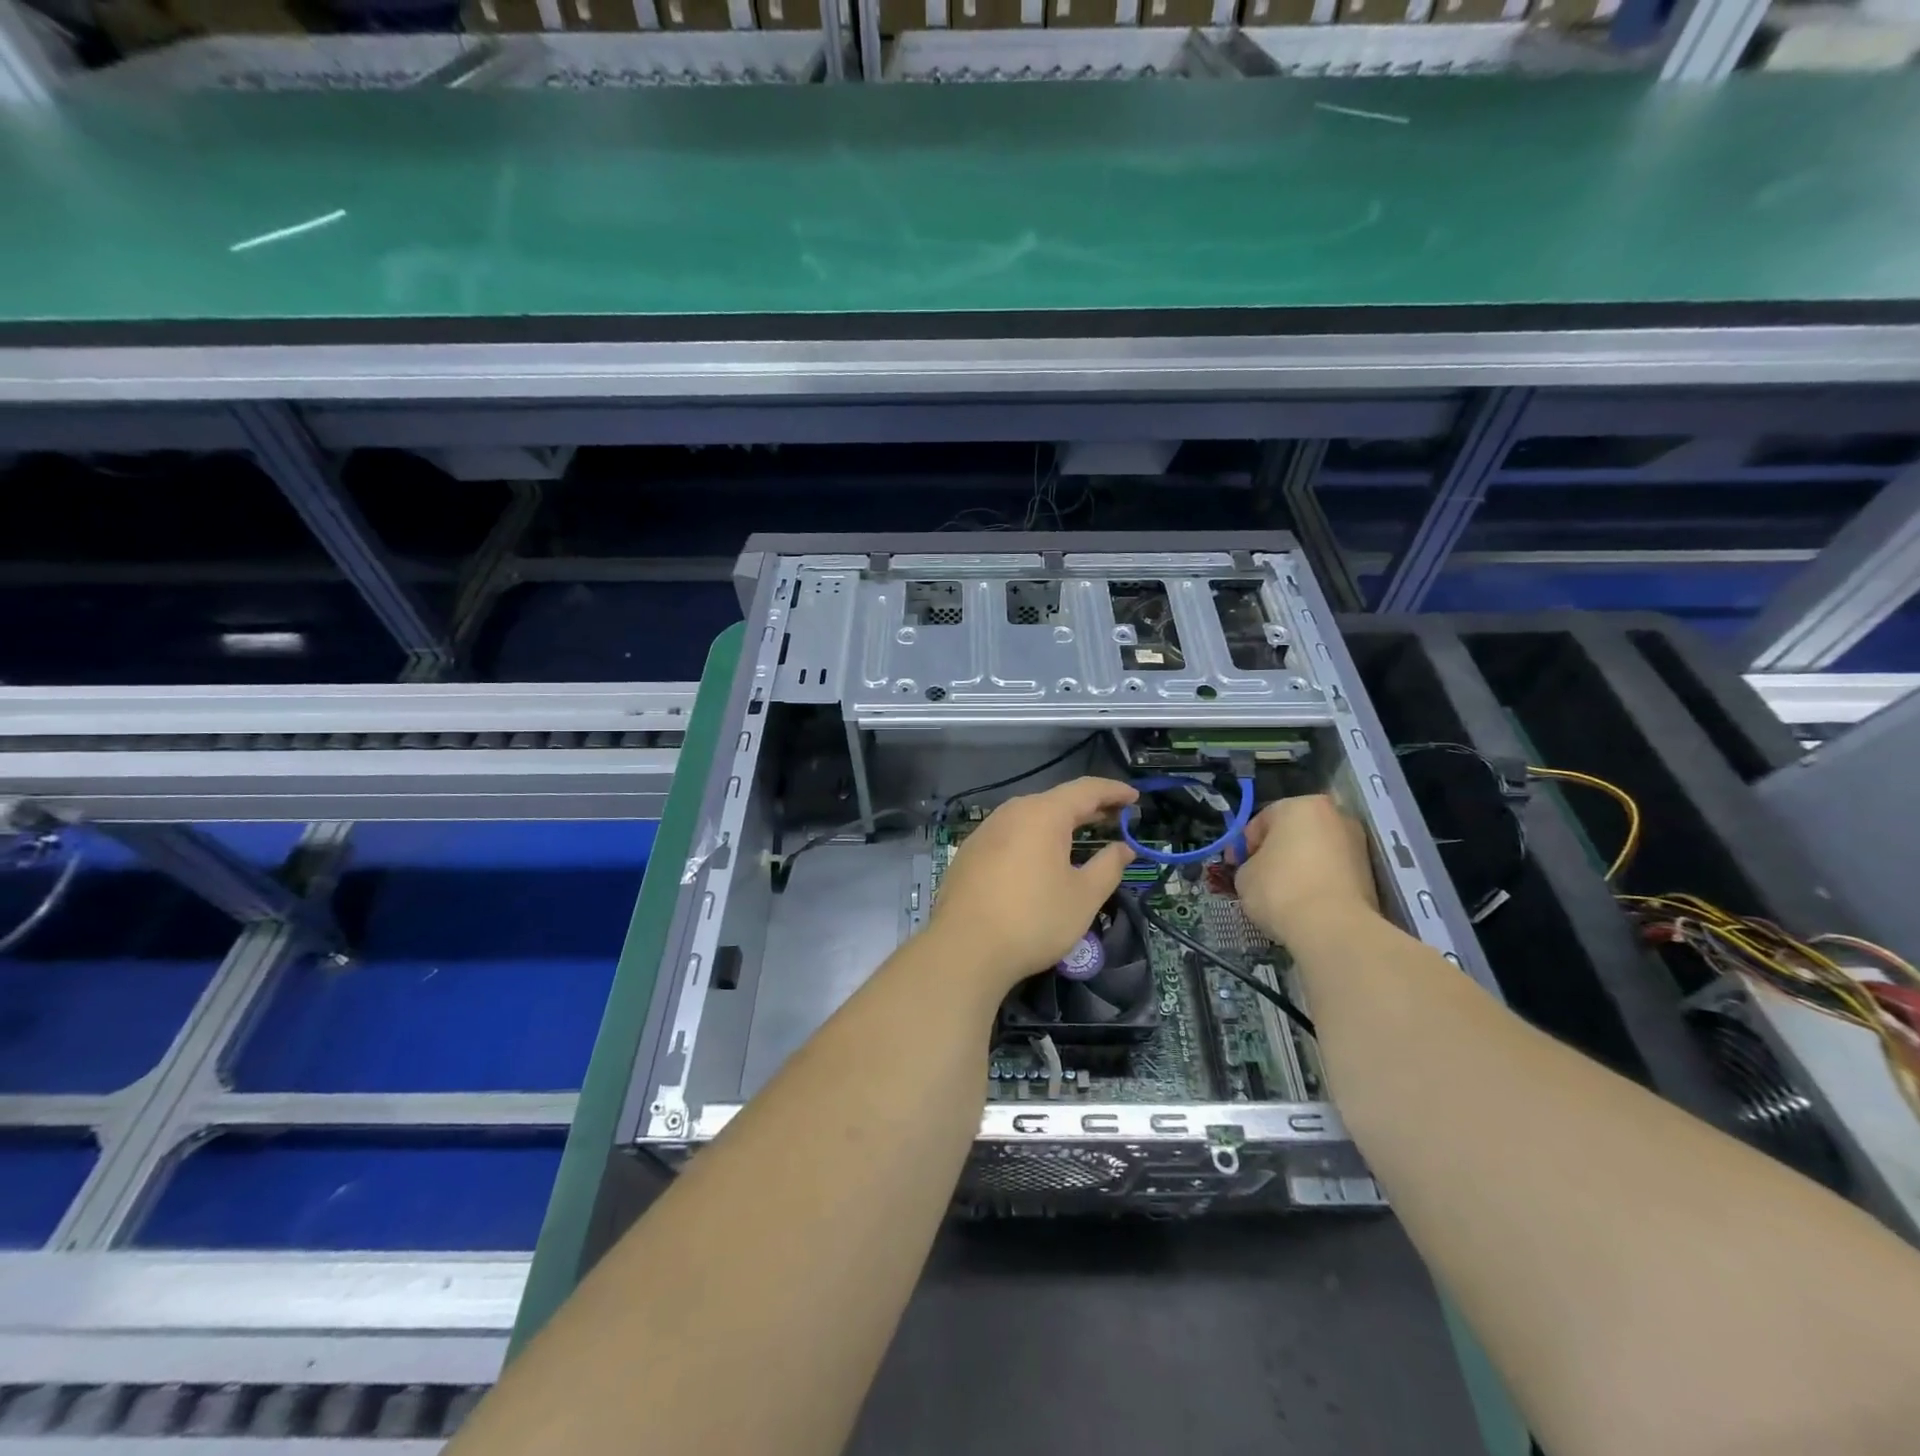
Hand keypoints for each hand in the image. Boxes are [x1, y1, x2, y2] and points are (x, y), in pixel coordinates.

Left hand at [928, 776, 1138, 990]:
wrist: (965, 948)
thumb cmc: (1034, 919)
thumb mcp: (1083, 896)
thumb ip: (1108, 866)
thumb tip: (1123, 848)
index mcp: (1043, 814)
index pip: (1085, 789)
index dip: (1113, 791)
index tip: (1135, 797)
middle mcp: (1012, 812)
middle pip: (1056, 800)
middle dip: (1087, 807)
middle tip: (1114, 818)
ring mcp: (986, 831)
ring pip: (1030, 816)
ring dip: (1058, 822)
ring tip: (1080, 834)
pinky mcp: (970, 852)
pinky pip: (1010, 833)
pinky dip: (1033, 837)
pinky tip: (1040, 857)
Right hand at [1233, 794, 1377, 943]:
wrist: (1333, 927)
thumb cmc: (1280, 889)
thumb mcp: (1244, 875)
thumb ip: (1248, 863)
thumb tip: (1257, 870)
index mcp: (1299, 806)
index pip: (1261, 821)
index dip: (1243, 845)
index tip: (1235, 867)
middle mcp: (1334, 815)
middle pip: (1293, 832)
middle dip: (1276, 852)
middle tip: (1258, 877)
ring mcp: (1357, 843)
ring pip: (1316, 851)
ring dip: (1299, 866)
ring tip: (1282, 894)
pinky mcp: (1370, 872)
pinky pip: (1332, 871)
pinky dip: (1318, 881)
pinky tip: (1304, 903)